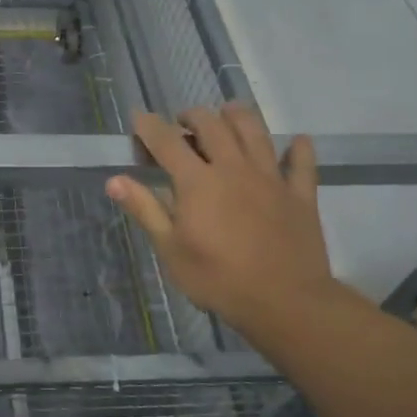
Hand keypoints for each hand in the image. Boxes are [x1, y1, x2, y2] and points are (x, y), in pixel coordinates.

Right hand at [105, 104, 339, 334]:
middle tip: (182, 124)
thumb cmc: (219, 279)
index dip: (149, 125)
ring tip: (227, 115)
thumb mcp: (171, 250)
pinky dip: (299, 149)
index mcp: (198, 181)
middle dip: (192, 116)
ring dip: (238, 116)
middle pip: (212, 124)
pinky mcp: (300, 194)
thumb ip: (145, 209)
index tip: (138, 117)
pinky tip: (297, 142)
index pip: (166, 141)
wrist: (285, 302)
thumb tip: (114, 180)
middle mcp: (233, 168)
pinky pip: (302, 163)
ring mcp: (271, 178)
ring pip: (255, 131)